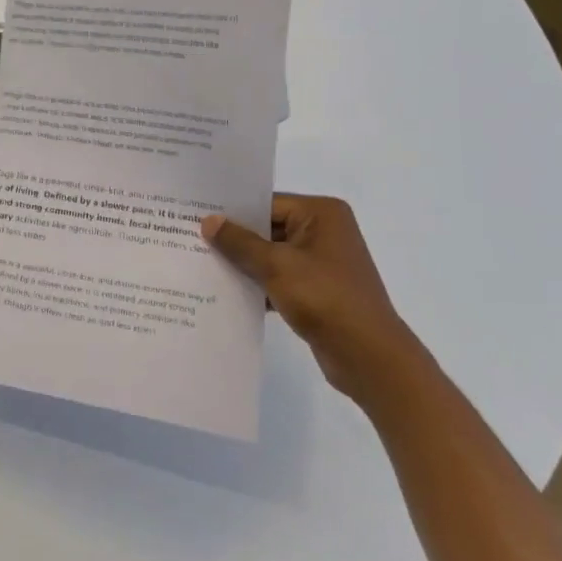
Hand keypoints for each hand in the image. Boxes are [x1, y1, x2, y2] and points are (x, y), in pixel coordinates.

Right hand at [201, 195, 425, 404]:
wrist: (369, 357)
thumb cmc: (325, 298)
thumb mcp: (276, 266)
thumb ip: (239, 242)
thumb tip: (208, 221)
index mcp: (322, 214)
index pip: (267, 203)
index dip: (233, 212)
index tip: (196, 215)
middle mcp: (325, 231)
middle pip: (268, 228)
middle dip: (235, 238)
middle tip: (192, 238)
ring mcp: (323, 262)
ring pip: (272, 254)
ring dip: (245, 263)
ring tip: (203, 264)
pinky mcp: (318, 289)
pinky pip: (280, 277)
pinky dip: (259, 284)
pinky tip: (228, 291)